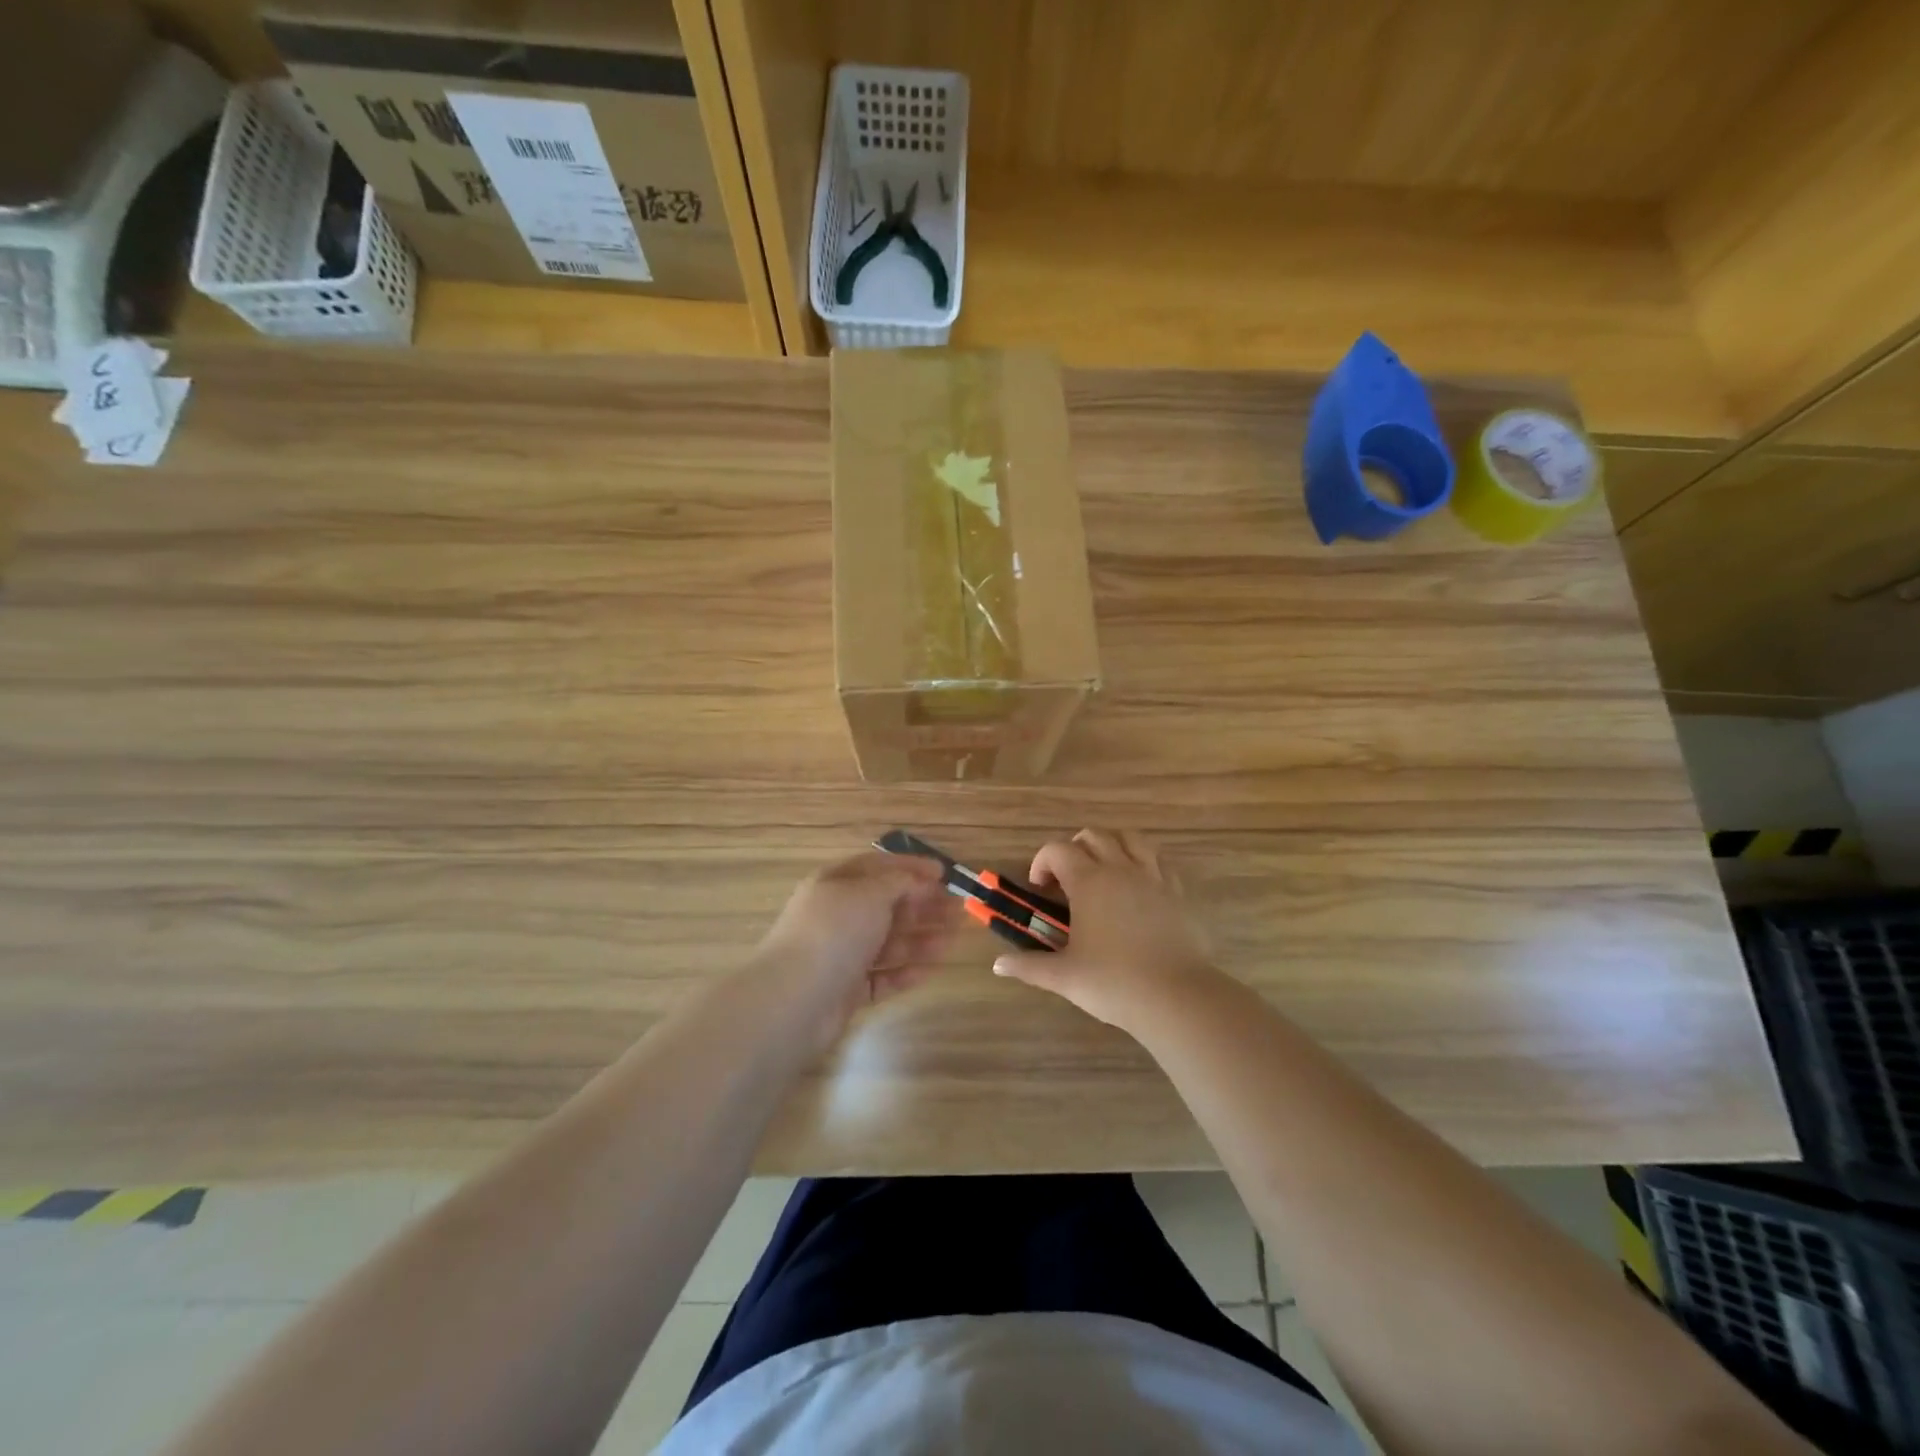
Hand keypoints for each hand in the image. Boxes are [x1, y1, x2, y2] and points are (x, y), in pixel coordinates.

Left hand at [753, 851, 960, 1040]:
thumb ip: (900, 882)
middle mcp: (837, 916)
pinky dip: (907, 970)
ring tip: (955, 938)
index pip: (878, 866)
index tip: (944, 874)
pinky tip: (933, 968)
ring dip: (922, 938)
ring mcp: (841, 954)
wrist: (795, 998)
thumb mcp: (870, 893)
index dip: (911, 867)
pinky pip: (883, 976)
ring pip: (888, 942)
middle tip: (959, 910)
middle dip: (923, 905)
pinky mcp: (847, 989)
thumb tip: (918, 880)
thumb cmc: (835, 932)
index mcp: (836, 884)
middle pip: (887, 906)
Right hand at [992, 829, 1221, 1035]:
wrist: (1176, 996)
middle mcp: (1120, 869)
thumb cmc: (1113, 982)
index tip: (1039, 888)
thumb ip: (1029, 966)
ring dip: (1112, 845)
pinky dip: (1144, 862)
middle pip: (1094, 836)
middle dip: (1074, 849)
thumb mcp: (1064, 976)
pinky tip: (1139, 887)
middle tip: (1067, 878)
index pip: (1058, 850)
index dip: (1042, 862)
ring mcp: (1154, 877)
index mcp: (1089, 881)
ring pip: (1131, 839)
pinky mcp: (1179, 892)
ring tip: (1104, 871)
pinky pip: (1160, 860)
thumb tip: (998, 965)